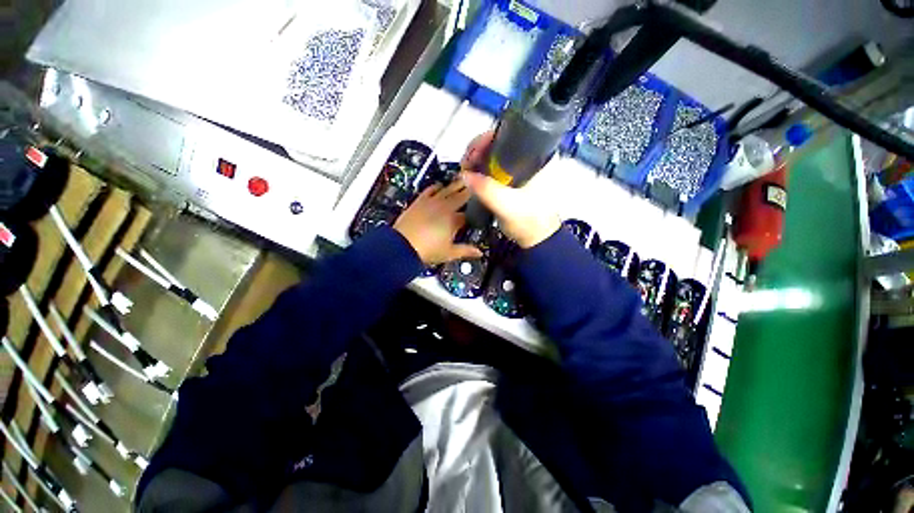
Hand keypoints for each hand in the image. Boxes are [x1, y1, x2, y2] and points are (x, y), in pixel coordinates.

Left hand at [394, 181, 482, 265]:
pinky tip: (439, 185)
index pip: (467, 213)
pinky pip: (430, 190)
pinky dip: (436, 186)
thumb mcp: (449, 253)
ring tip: (462, 179)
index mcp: (454, 220)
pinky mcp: (419, 201)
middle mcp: (444, 208)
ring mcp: (431, 203)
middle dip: (469, 191)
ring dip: (455, 185)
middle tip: (476, 183)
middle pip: (460, 196)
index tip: (478, 210)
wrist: (402, 246)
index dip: (473, 212)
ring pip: (447, 189)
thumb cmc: (426, 250)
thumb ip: (466, 251)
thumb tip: (478, 253)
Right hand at [460, 132, 560, 248]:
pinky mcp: (516, 179)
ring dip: (479, 160)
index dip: (488, 139)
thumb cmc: (529, 221)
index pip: (512, 134)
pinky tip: (473, 177)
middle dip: (480, 150)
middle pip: (501, 143)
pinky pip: (497, 168)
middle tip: (466, 164)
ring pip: (497, 155)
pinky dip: (484, 170)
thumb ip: (487, 190)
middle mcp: (533, 157)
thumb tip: (465, 175)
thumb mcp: (508, 205)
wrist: (537, 239)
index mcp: (540, 156)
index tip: (472, 153)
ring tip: (466, 171)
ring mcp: (524, 168)